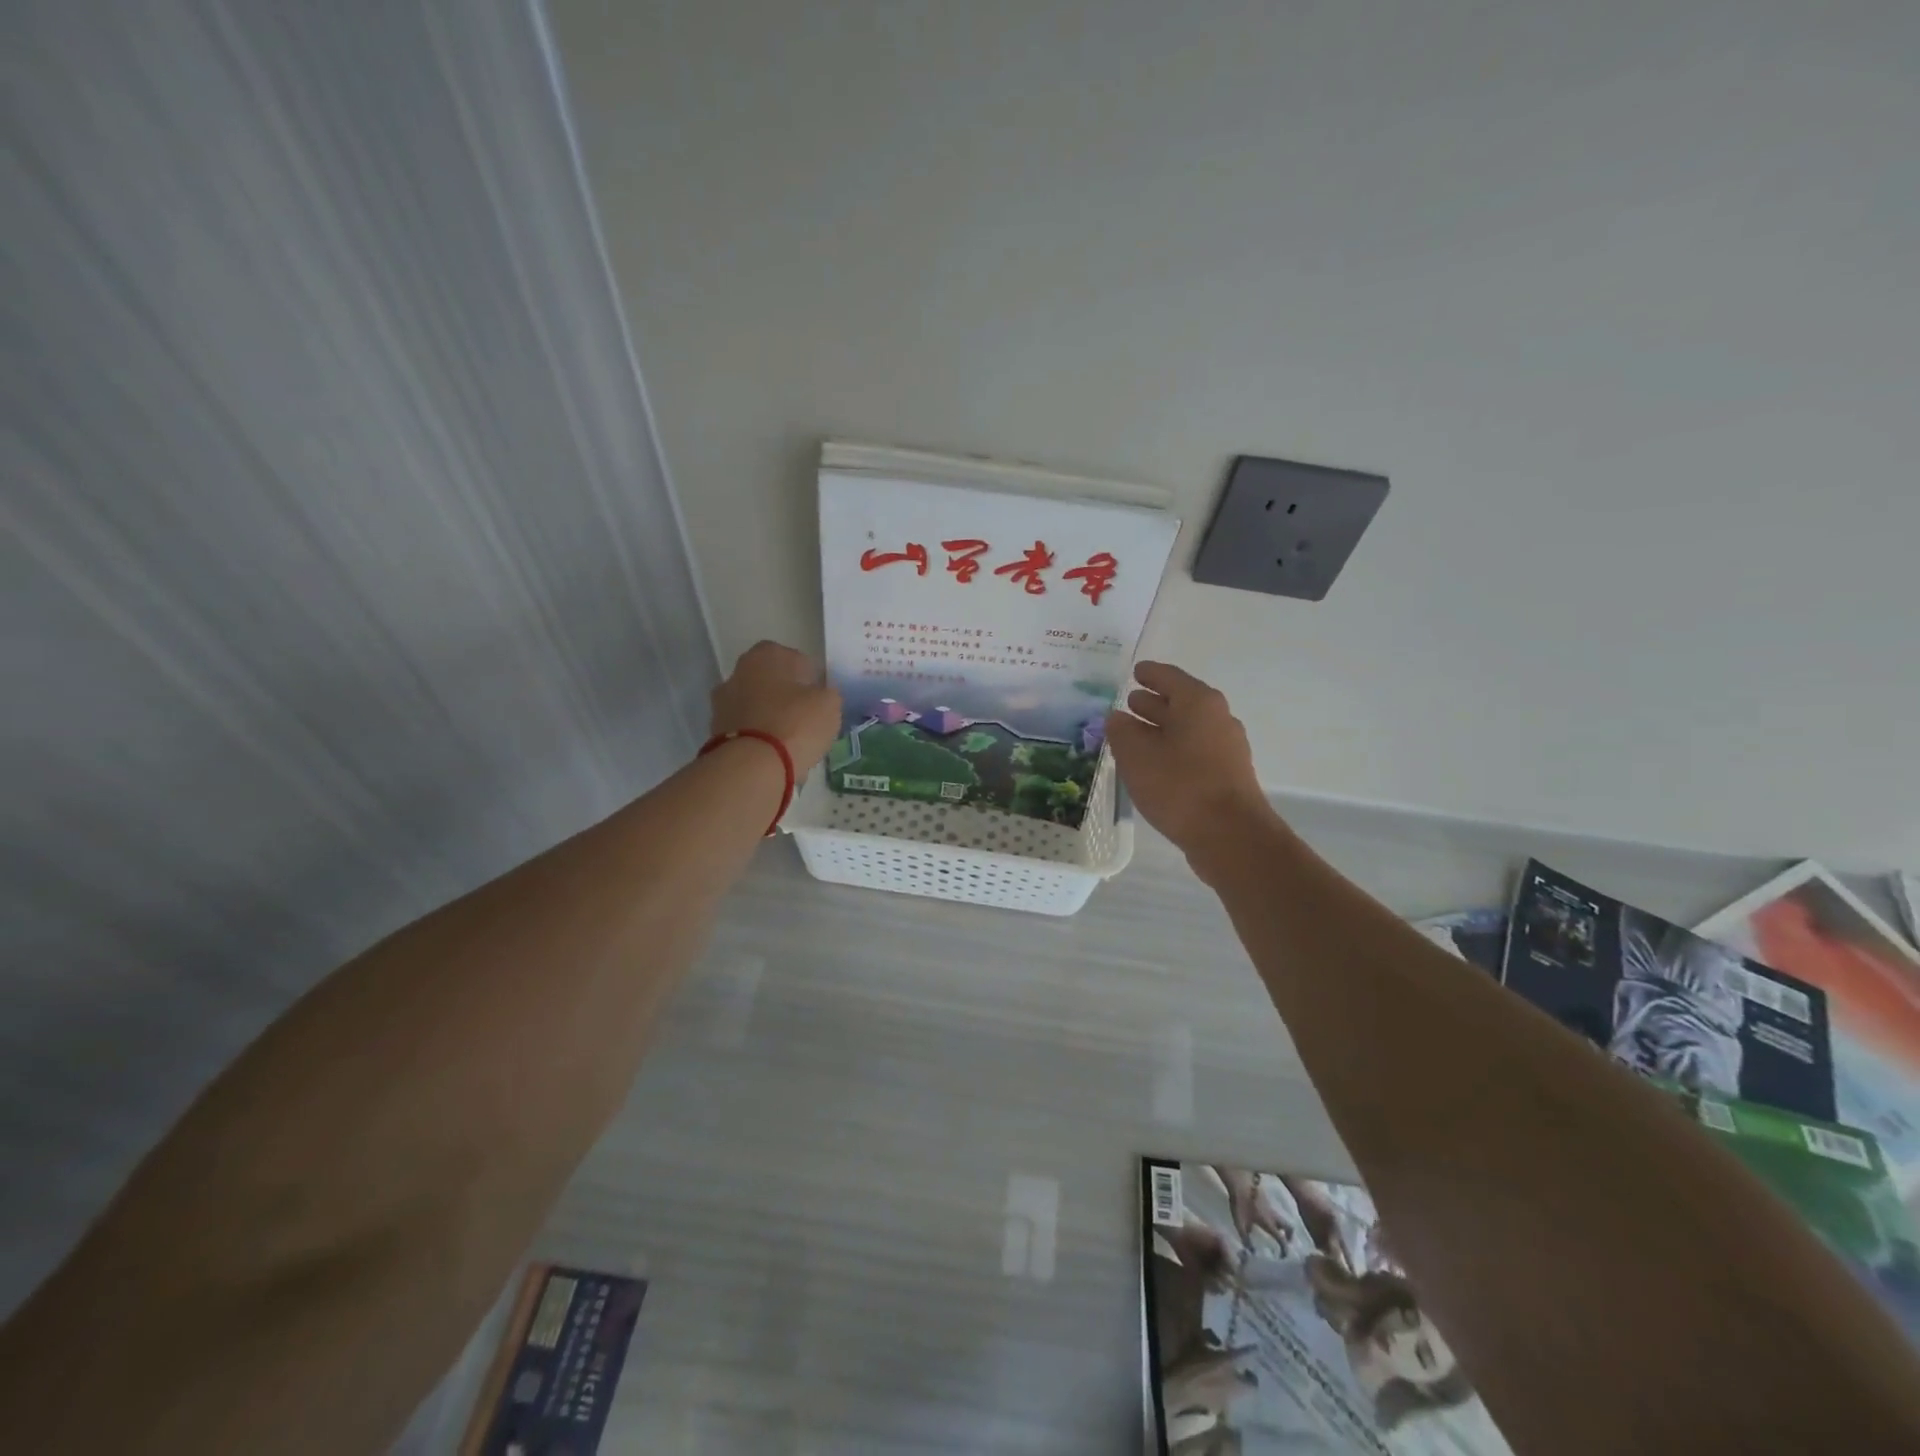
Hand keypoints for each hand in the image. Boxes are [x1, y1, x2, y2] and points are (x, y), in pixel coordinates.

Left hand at [709, 641, 841, 769]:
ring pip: (757, 705)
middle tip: (806, 719)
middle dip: (787, 697)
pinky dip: (758, 736)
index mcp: (767, 654)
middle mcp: (739, 671)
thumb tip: (819, 697)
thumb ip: (826, 694)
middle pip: (772, 682)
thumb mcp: (829, 704)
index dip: (812, 681)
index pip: (798, 661)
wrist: (752, 765)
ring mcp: (722, 701)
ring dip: (770, 717)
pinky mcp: (716, 730)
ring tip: (790, 741)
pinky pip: (746, 728)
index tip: (821, 701)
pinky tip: (773, 753)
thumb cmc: (796, 724)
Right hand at [1105, 661, 1278, 856]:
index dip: (1149, 673)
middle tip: (1129, 702)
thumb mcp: (1136, 755)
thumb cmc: (1179, 785)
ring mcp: (1226, 748)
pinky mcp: (1227, 775)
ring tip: (1134, 734)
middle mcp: (1217, 718)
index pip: (1169, 677)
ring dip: (1162, 728)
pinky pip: (1194, 751)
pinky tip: (1154, 764)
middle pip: (1181, 702)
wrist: (1230, 835)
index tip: (1134, 671)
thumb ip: (1121, 731)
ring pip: (1187, 728)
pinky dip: (1172, 749)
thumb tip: (1117, 718)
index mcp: (1198, 702)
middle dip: (1153, 702)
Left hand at [1221, 1169, 1291, 1251]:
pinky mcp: (1266, 1197)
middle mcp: (1274, 1215)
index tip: (1283, 1257)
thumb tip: (1250, 1253)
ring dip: (1283, 1226)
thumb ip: (1246, 1239)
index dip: (1285, 1250)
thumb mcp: (1240, 1224)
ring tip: (1276, 1232)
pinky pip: (1276, 1210)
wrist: (1239, 1181)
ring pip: (1283, 1218)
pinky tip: (1266, 1218)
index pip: (1282, 1241)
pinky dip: (1275, 1217)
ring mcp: (1271, 1205)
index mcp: (1270, 1224)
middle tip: (1285, 1242)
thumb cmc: (1240, 1203)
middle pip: (1290, 1227)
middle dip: (1290, 1236)